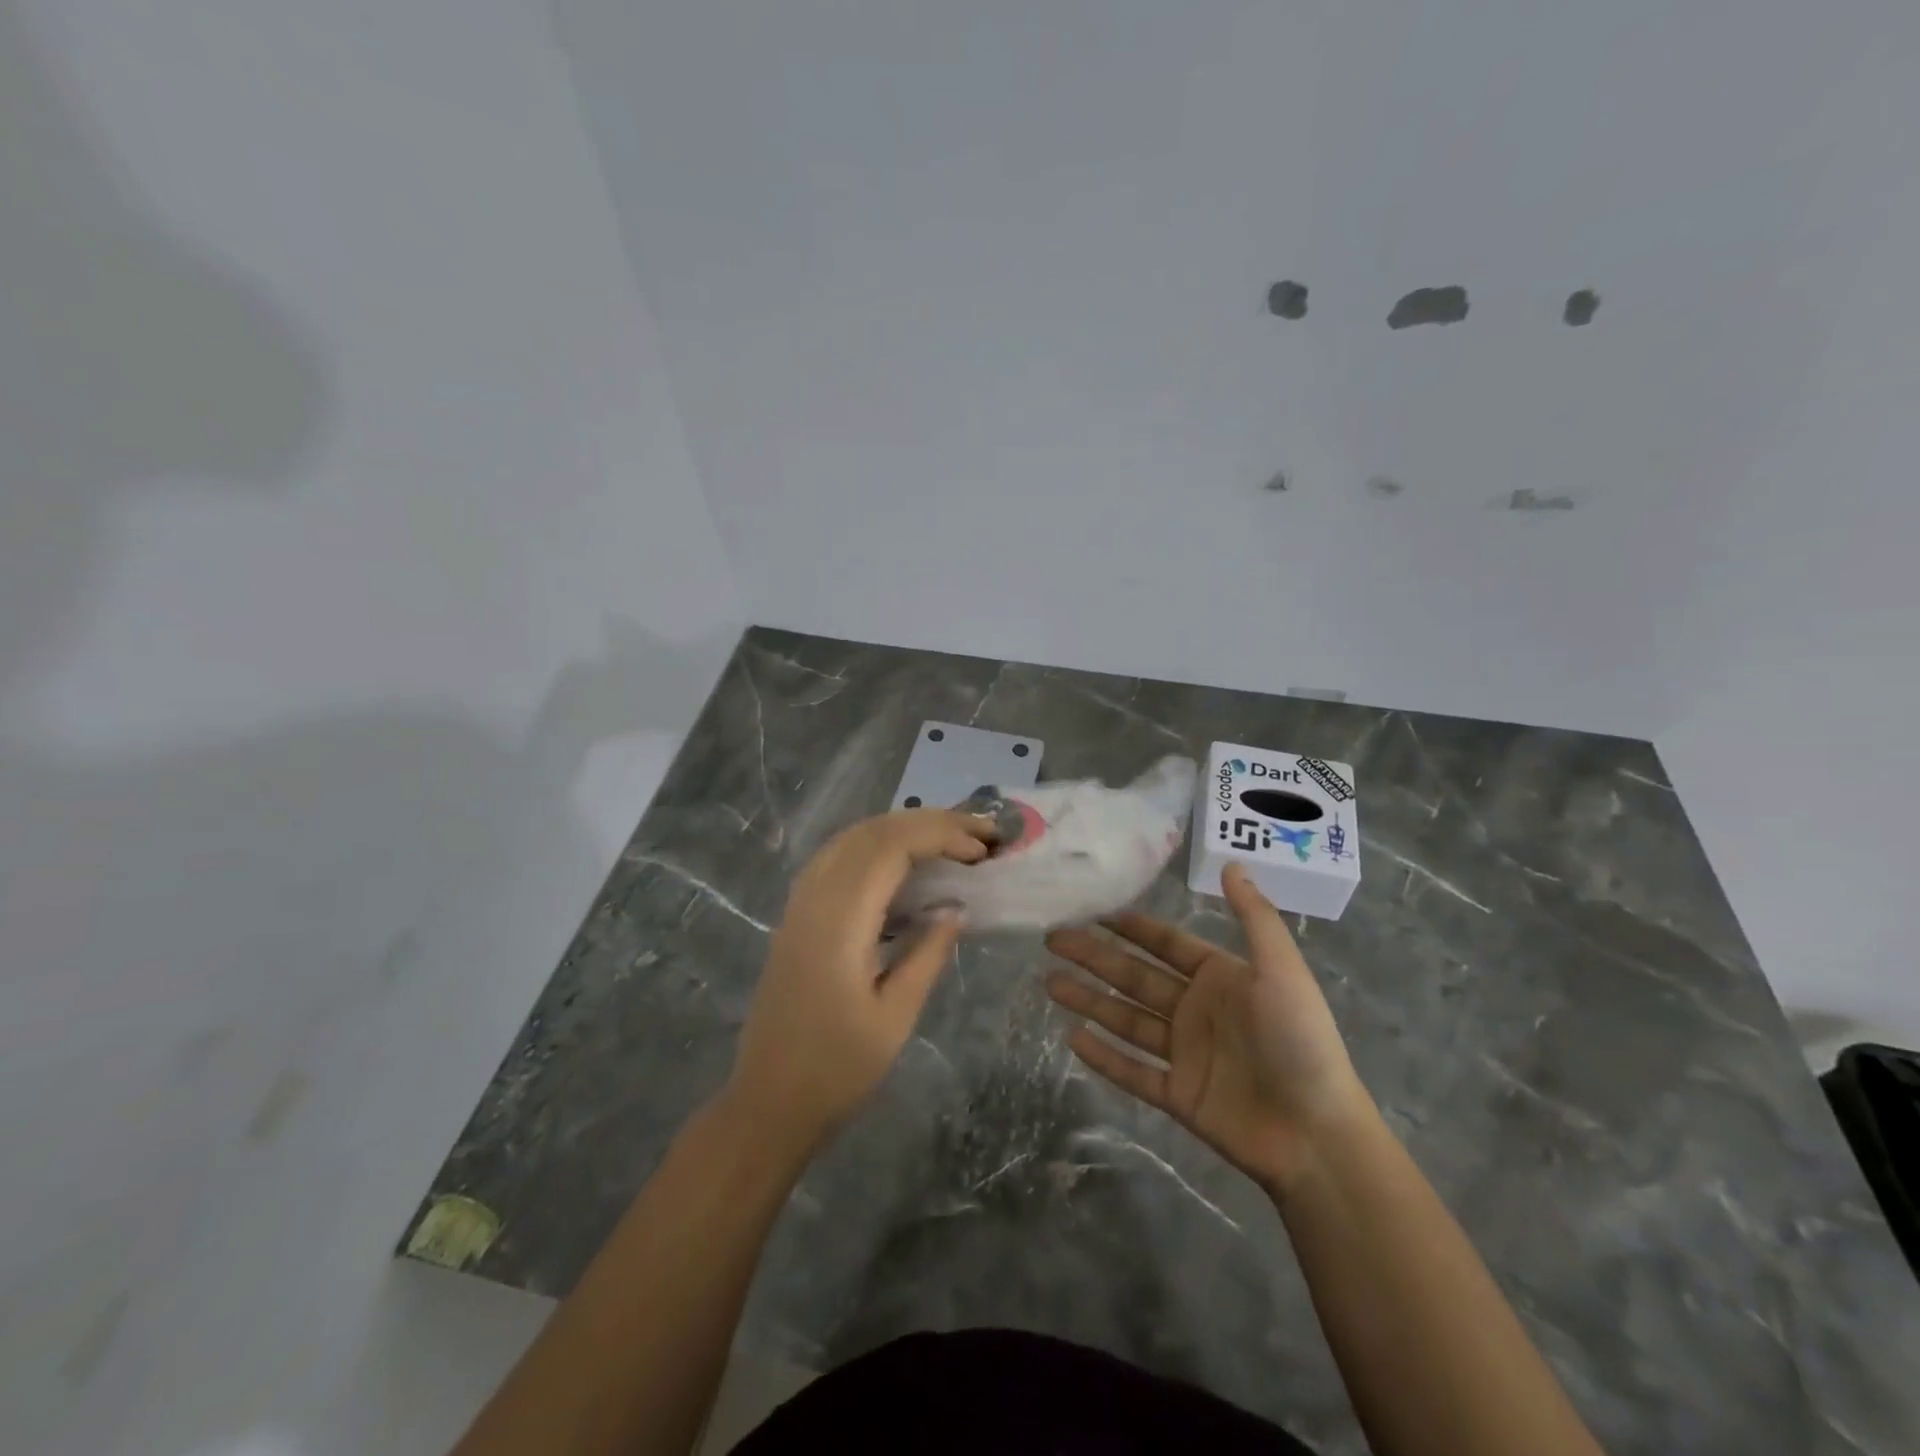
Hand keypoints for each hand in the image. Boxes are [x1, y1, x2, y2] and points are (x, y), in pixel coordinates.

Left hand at [724, 808, 994, 1148]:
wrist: (768, 1102)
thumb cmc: (837, 1069)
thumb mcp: (895, 1016)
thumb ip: (927, 953)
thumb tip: (954, 908)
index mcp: (839, 921)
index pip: (891, 847)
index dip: (940, 835)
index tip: (982, 849)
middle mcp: (814, 897)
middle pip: (871, 831)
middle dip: (928, 822)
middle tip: (978, 834)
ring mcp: (800, 903)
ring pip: (852, 838)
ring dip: (902, 828)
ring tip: (950, 839)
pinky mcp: (797, 914)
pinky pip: (838, 857)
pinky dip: (877, 846)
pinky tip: (903, 863)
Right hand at [1045, 864, 1372, 1197]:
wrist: (1316, 1133)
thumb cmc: (1300, 1041)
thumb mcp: (1282, 970)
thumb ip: (1254, 917)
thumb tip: (1232, 864)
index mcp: (1220, 978)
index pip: (1166, 944)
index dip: (1131, 927)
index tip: (1093, 910)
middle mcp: (1197, 1010)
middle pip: (1135, 977)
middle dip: (1094, 957)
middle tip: (1053, 940)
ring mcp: (1185, 1054)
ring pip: (1126, 1020)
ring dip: (1088, 1001)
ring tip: (1049, 982)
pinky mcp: (1178, 1095)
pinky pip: (1132, 1071)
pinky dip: (1104, 1056)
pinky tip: (1073, 1037)